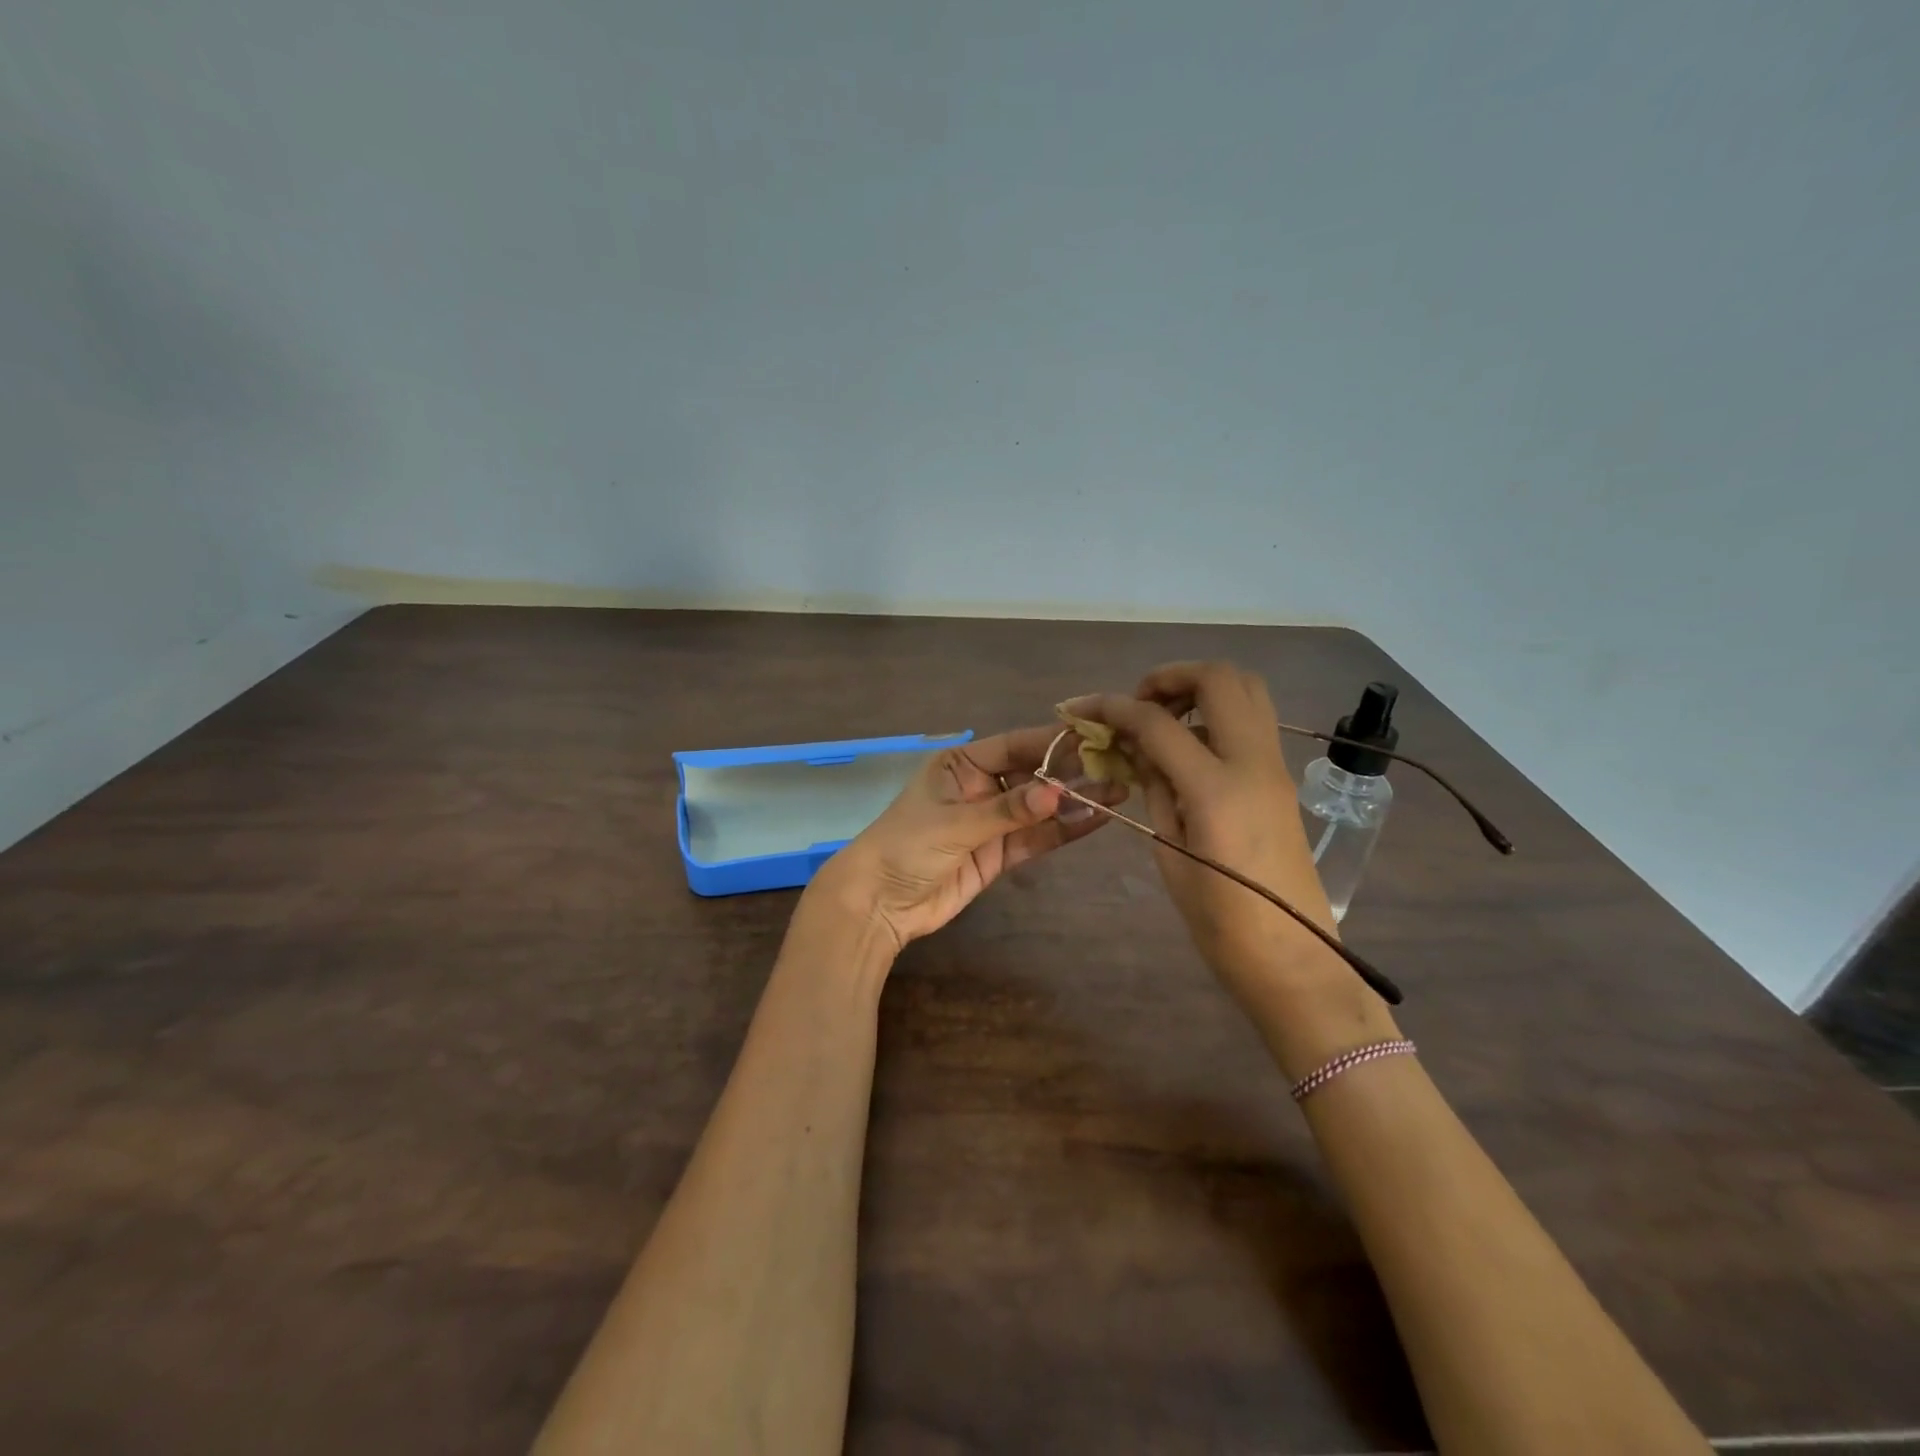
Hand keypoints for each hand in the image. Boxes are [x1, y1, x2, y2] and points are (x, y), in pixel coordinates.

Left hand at [812, 726, 1119, 951]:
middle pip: (1033, 775)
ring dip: (1076, 801)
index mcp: (962, 764)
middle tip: (1118, 765)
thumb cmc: (905, 847)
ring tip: (1119, 791)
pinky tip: (1095, 819)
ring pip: (1040, 808)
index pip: (1014, 745)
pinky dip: (1063, 830)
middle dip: (1072, 772)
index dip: (1053, 741)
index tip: (1094, 736)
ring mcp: (991, 822)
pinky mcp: (998, 855)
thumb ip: (1007, 811)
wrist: (878, 904)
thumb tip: (1058, 793)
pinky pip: (1035, 838)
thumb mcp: (954, 824)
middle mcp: (981, 787)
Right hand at [1063, 662, 1350, 1005]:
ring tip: (1163, 719)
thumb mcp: (1171, 853)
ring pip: (1247, 689)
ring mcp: (1276, 766)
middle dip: (1170, 677)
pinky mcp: (1282, 778)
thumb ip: (1156, 790)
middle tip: (1137, 704)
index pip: (1158, 723)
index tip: (1083, 709)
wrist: (1295, 960)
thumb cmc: (1222, 924)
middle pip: (1219, 678)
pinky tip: (1189, 746)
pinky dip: (1217, 713)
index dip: (1114, 708)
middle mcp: (1253, 762)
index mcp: (1217, 789)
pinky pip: (1253, 720)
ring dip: (1200, 688)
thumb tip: (1138, 751)